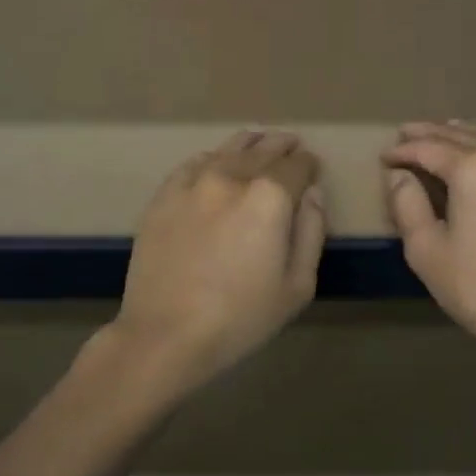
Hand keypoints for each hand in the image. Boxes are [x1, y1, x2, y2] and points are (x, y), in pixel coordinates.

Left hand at [113, 130, 325, 394]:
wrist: (167, 334)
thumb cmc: (241, 318)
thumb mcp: (298, 286)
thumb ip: (311, 232)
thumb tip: (312, 194)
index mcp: (269, 197)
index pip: (297, 166)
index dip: (309, 164)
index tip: (312, 167)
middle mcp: (231, 178)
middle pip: (263, 151)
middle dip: (282, 147)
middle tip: (291, 144)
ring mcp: (192, 184)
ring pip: (227, 151)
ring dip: (249, 144)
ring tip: (259, 141)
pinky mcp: (163, 197)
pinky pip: (192, 164)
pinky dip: (211, 157)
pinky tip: (215, 160)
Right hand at [383, 122, 475, 366]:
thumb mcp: (427, 250)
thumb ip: (408, 205)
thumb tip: (400, 176)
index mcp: (475, 170)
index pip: (430, 149)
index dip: (403, 151)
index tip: (385, 156)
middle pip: (464, 138)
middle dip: (433, 134)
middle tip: (407, 131)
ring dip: (466, 137)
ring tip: (447, 133)